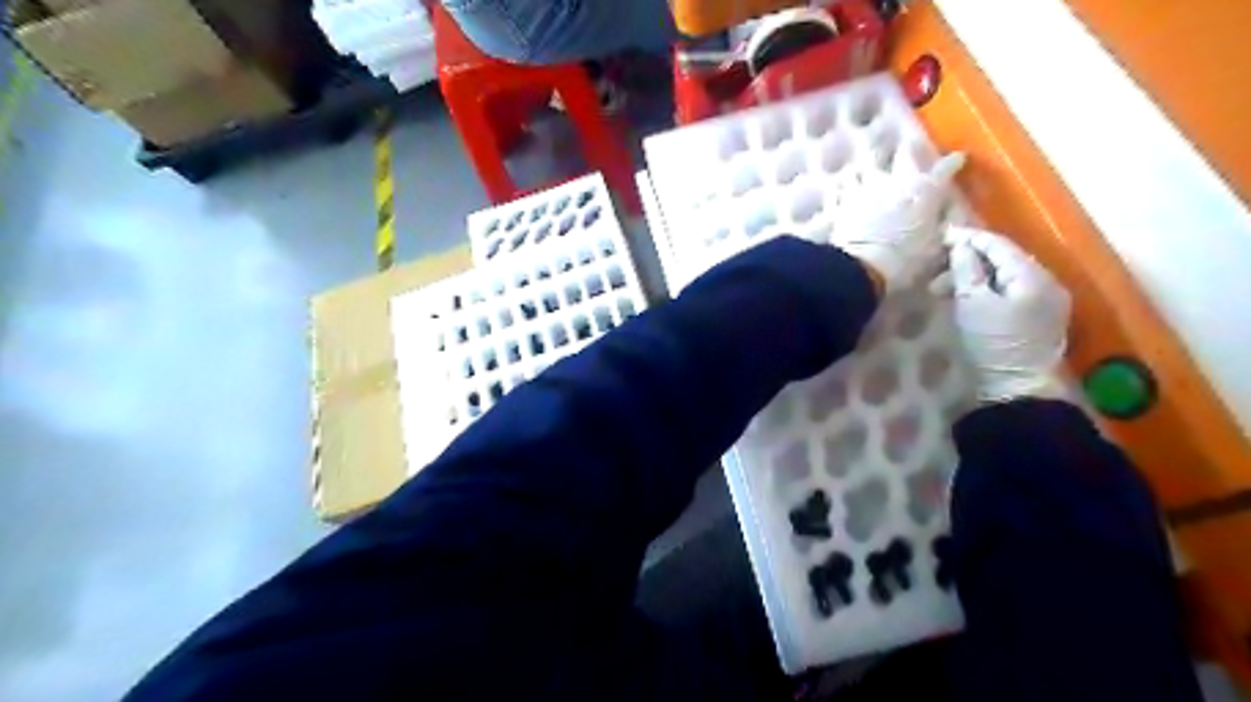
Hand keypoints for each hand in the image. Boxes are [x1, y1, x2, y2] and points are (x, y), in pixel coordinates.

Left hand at [839, 150, 965, 293]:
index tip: (958, 159)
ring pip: (865, 163)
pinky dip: (839, 188)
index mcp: (925, 190)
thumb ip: (939, 230)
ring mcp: (865, 188)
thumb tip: (943, 223)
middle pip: (902, 153)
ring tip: (866, 167)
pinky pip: (838, 188)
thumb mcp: (934, 248)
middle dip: (907, 150)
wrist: (863, 265)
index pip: (945, 169)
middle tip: (907, 147)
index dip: (953, 163)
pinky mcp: (841, 202)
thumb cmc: (906, 259)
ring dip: (867, 165)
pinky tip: (839, 190)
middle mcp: (895, 181)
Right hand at [944, 227, 1068, 402]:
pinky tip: (969, 298)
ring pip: (1007, 276)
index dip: (969, 238)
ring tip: (946, 288)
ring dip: (976, 277)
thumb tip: (960, 245)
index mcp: (1033, 276)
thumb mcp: (972, 304)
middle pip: (1005, 260)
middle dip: (970, 260)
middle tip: (938, 269)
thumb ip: (967, 270)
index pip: (999, 245)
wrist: (1017, 389)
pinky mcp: (1040, 318)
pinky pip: (1012, 292)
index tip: (943, 235)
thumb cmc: (993, 344)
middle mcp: (1047, 282)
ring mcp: (1047, 301)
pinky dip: (988, 289)